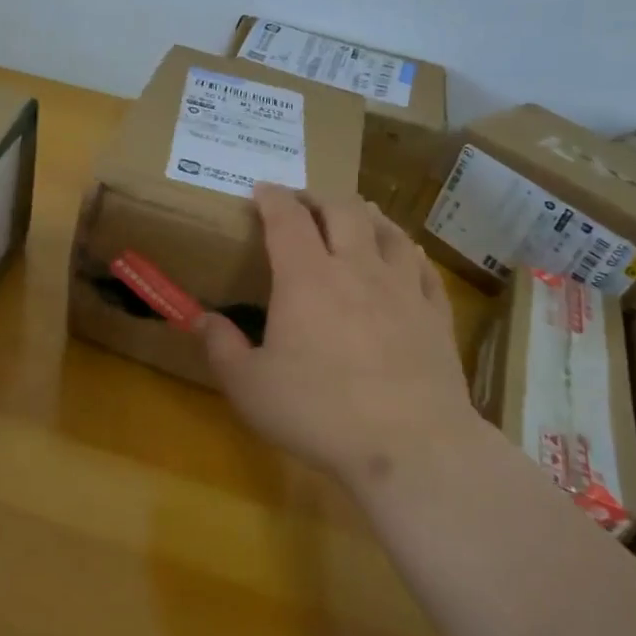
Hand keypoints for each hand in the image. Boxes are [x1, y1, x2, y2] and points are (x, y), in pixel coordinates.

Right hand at [199, 184, 474, 489]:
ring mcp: (402, 288)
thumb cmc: (319, 413)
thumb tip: (201, 319)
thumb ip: (221, 347)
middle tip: (304, 203)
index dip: (273, 197)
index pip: (287, 218)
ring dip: (366, 214)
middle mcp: (356, 268)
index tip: (263, 189)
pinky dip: (406, 250)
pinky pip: (422, 266)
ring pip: (387, 229)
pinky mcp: (435, 314)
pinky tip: (403, 255)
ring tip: (355, 214)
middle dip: (318, 197)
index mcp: (305, 278)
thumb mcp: (249, 387)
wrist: (410, 445)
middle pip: (342, 210)